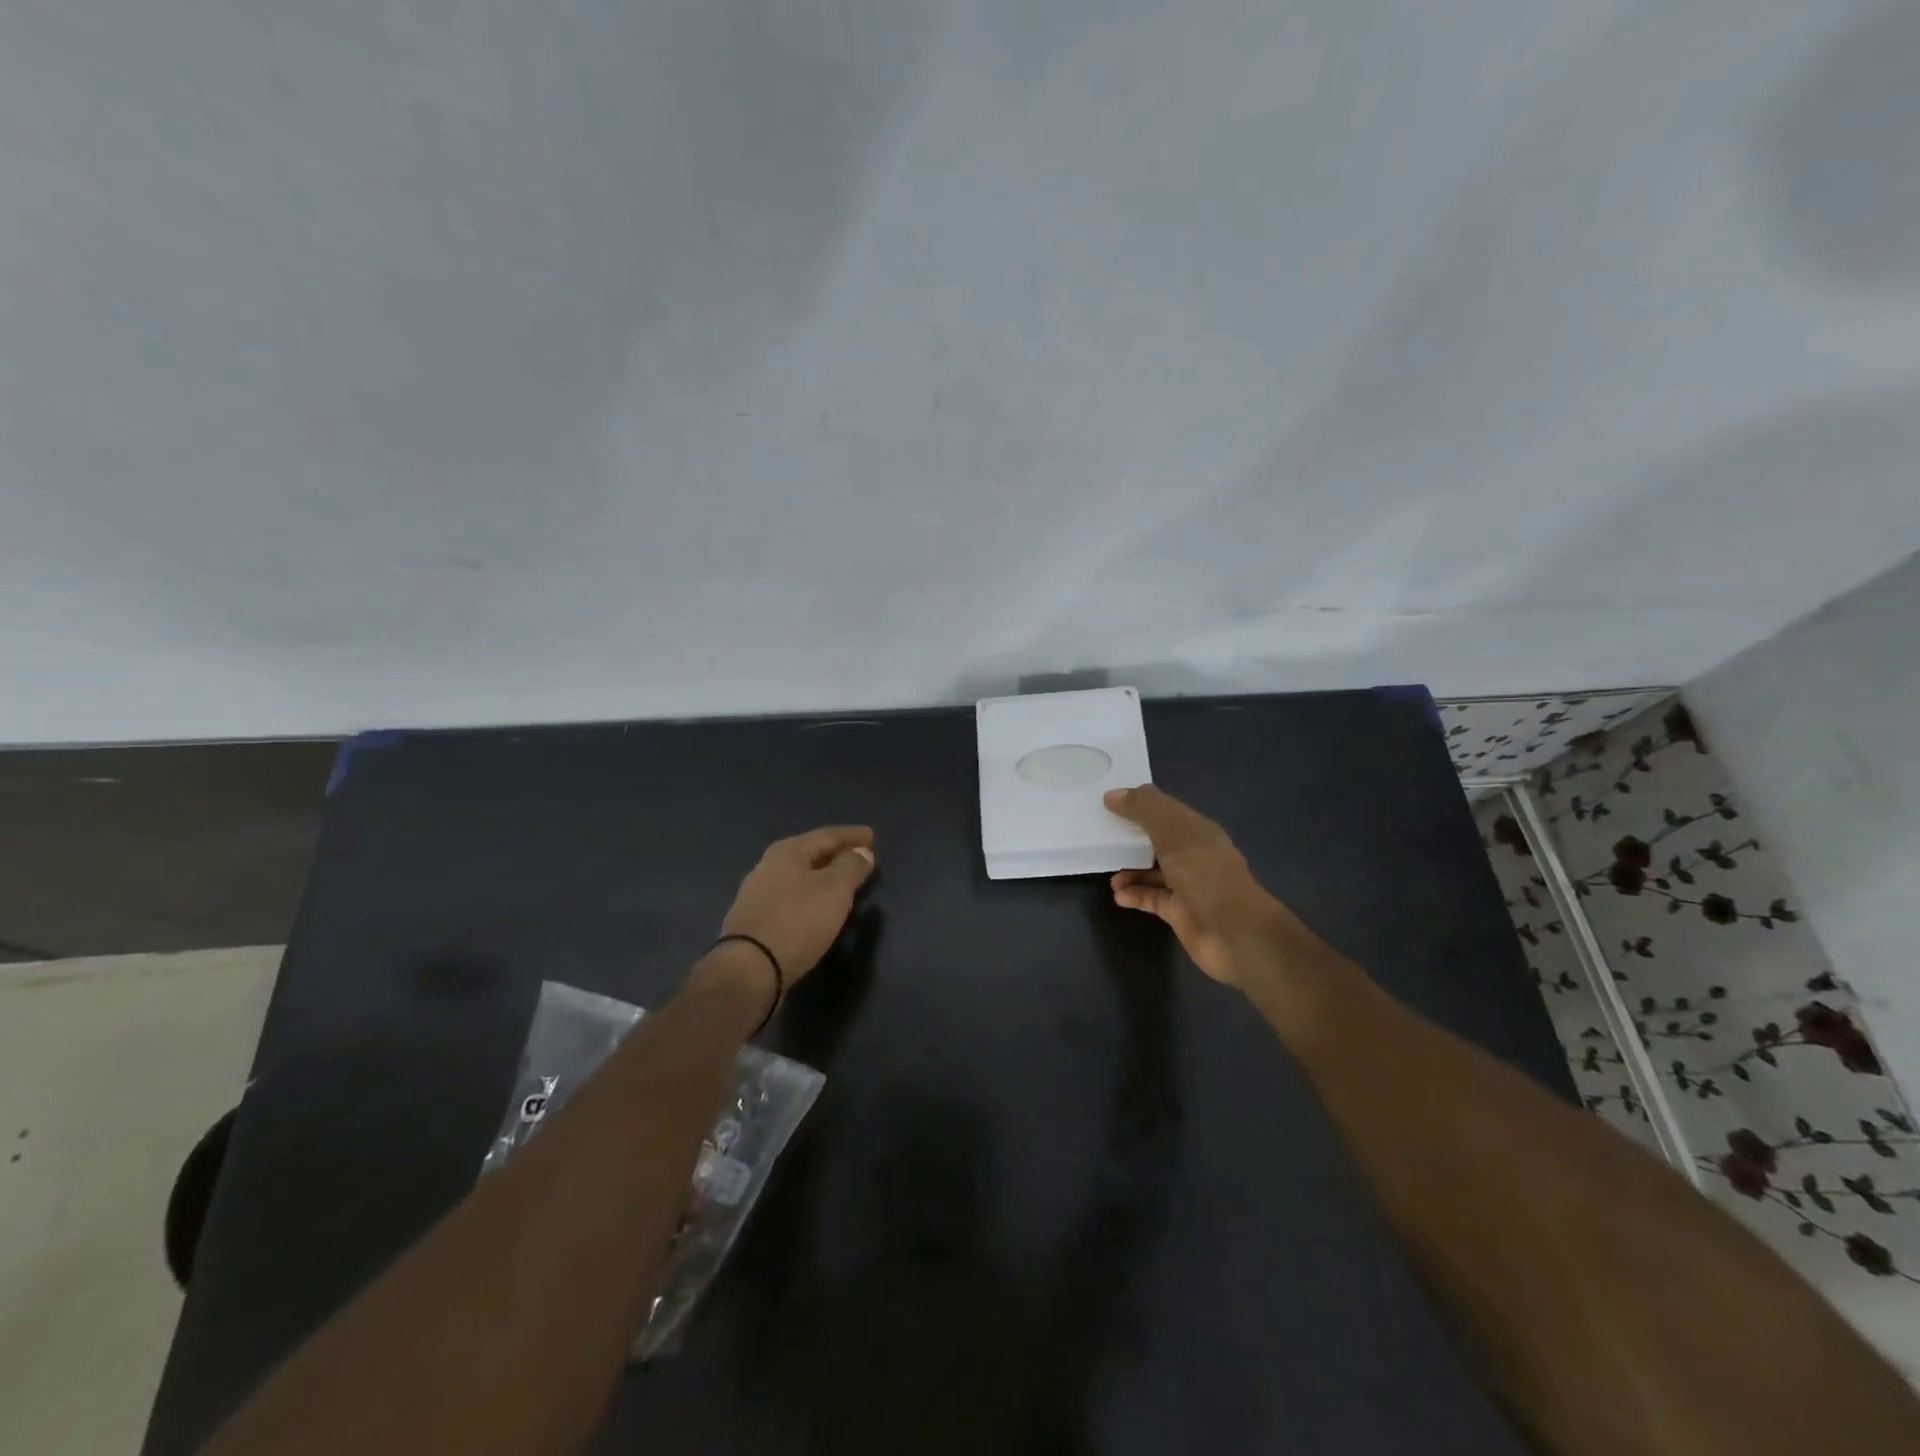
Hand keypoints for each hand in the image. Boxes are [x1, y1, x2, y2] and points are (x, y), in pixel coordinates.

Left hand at [718, 826, 876, 985]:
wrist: (748, 970)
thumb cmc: (797, 922)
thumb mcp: (834, 890)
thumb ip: (851, 867)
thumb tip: (861, 852)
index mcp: (787, 852)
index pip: (827, 835)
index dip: (852, 836)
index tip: (872, 836)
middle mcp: (768, 867)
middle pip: (809, 854)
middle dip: (835, 854)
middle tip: (859, 857)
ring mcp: (757, 895)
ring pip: (798, 878)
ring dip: (821, 877)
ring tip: (842, 883)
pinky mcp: (753, 921)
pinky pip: (790, 900)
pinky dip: (808, 898)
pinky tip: (817, 908)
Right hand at [1104, 786, 1314, 989]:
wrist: (1234, 933)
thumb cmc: (1204, 873)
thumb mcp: (1172, 830)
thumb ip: (1143, 808)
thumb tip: (1112, 795)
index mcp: (1197, 830)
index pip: (1165, 809)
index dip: (1139, 804)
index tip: (1108, 803)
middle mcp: (1193, 854)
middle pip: (1157, 840)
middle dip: (1132, 837)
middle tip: (1101, 837)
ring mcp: (1187, 885)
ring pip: (1153, 871)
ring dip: (1130, 870)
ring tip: (1111, 873)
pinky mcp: (1179, 912)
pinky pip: (1152, 898)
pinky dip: (1134, 895)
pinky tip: (1118, 895)